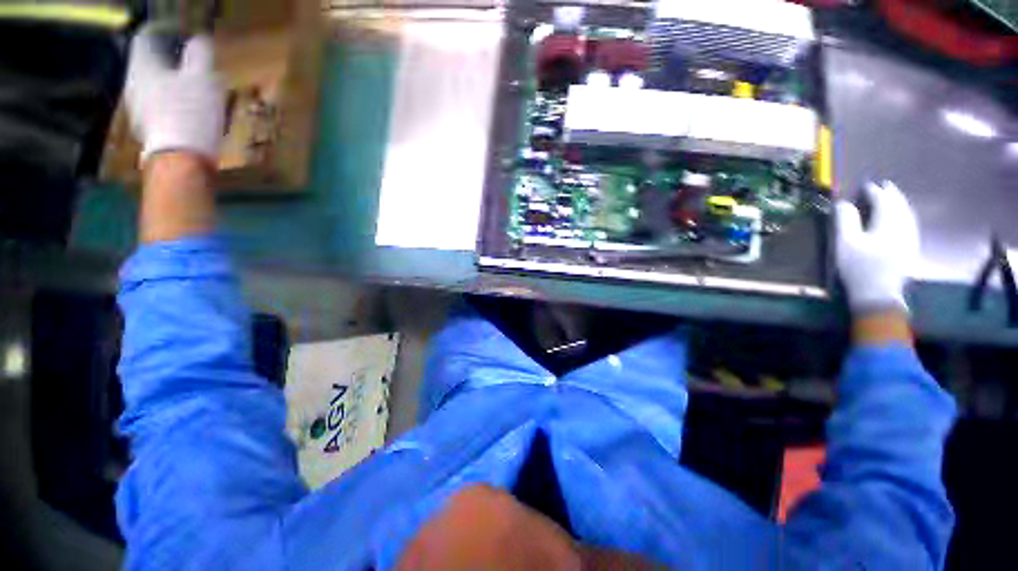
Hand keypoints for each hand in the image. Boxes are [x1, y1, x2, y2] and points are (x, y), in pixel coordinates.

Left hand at [125, 27, 224, 164]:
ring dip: (173, 79)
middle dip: (170, 56)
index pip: (147, 36)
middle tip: (191, 58)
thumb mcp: (203, 78)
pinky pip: (159, 103)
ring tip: (194, 84)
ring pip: (154, 83)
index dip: (165, 30)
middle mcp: (134, 83)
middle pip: (149, 60)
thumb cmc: (190, 113)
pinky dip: (172, 99)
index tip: (184, 32)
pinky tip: (189, 107)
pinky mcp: (150, 127)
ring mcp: (139, 107)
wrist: (181, 159)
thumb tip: (199, 40)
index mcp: (143, 66)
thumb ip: (199, 54)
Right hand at [835, 181, 920, 313]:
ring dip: (900, 203)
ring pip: (908, 214)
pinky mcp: (911, 248)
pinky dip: (904, 215)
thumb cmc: (859, 267)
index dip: (874, 191)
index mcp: (888, 222)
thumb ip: (846, 220)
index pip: (883, 200)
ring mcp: (910, 238)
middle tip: (884, 186)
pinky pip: (910, 224)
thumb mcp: (845, 243)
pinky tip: (901, 218)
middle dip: (891, 194)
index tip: (866, 185)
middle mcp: (904, 226)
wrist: (879, 294)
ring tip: (893, 198)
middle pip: (900, 205)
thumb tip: (844, 202)